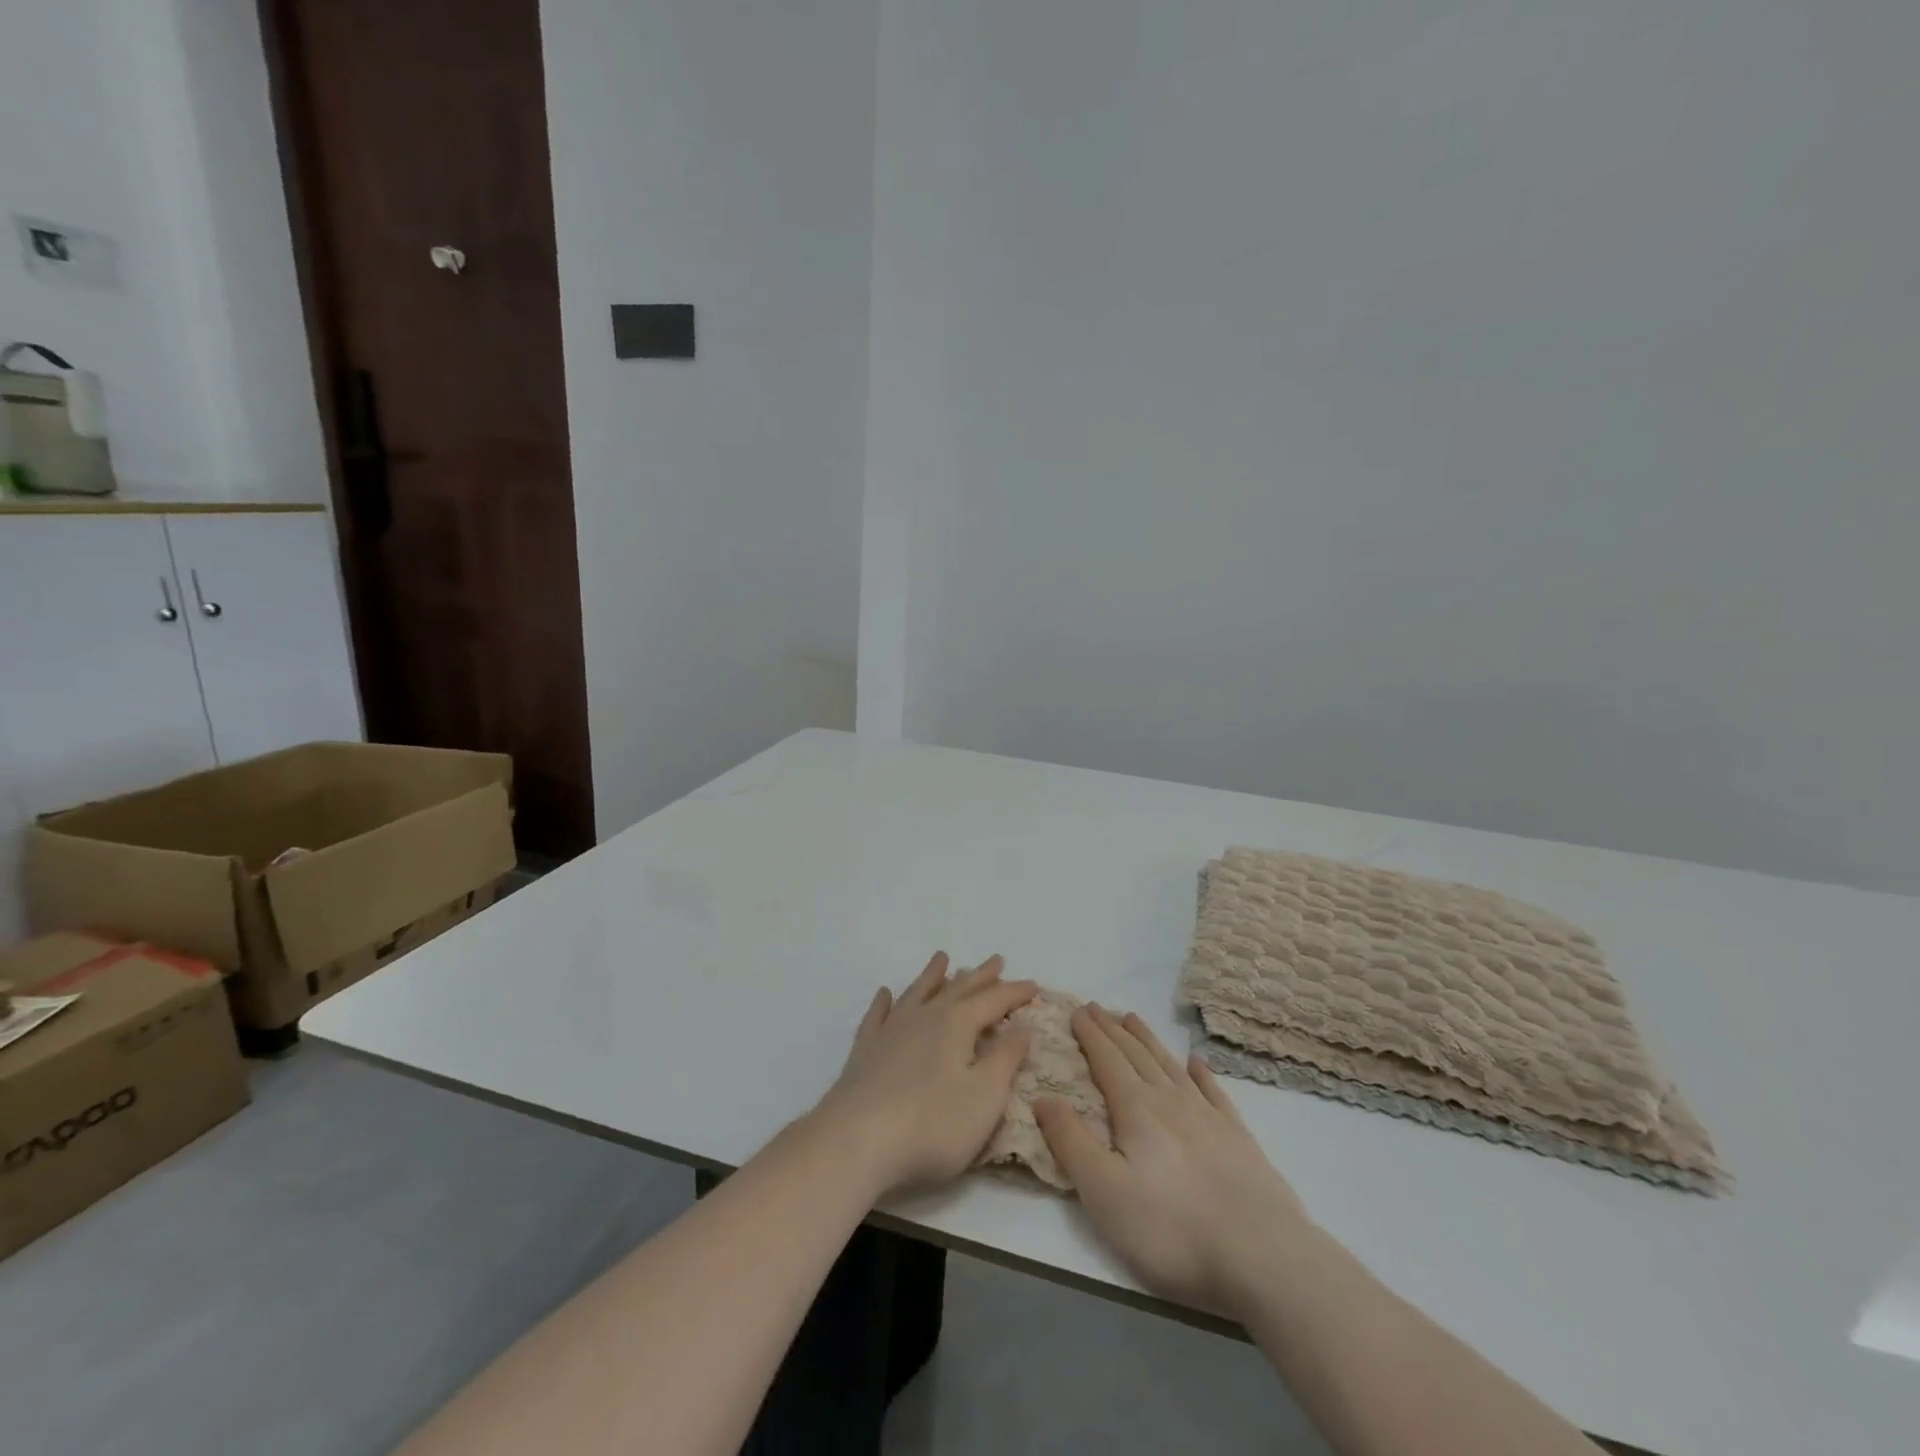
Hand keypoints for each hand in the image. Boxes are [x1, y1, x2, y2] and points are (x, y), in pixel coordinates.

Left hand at [812, 952, 1037, 1197]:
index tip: (1034, 984)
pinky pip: (878, 1015)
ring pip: (917, 992)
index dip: (1014, 993)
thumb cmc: (931, 1124)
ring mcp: (891, 1031)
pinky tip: (885, 994)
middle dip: (980, 976)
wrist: (856, 1140)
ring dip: (933, 975)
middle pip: (957, 989)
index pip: (993, 1001)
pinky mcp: (865, 1051)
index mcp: (956, 1024)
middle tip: (996, 960)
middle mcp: (924, 1017)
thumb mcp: (984, 1096)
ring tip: (942, 957)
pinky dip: (884, 1002)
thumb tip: (1023, 1027)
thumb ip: (1005, 1059)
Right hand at [1036, 1004, 1310, 1317]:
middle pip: (1136, 1054)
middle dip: (1113, 1029)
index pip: (1107, 1060)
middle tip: (1098, 1007)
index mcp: (1136, 1109)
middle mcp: (1170, 1100)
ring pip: (1170, 1065)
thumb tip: (1043, 1097)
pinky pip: (1214, 1091)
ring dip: (1148, 1040)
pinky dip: (1201, 1072)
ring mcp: (1209, 1116)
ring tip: (1133, 1018)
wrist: (1263, 1257)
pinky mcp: (1239, 1138)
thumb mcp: (1104, 1192)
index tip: (1077, 1009)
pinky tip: (1196, 1061)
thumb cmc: (1171, 1228)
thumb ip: (1071, 1142)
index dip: (1090, 1034)